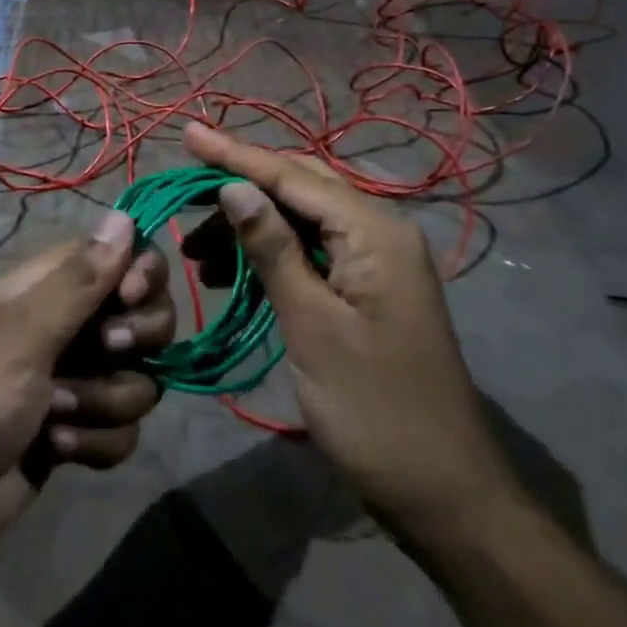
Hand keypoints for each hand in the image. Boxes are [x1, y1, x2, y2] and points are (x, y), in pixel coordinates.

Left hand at [0, 211, 174, 592]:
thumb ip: (78, 283)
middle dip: (136, 339)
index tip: (131, 297)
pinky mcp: (71, 438)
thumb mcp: (19, 338)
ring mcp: (69, 385)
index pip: (116, 255)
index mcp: (43, 291)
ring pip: (137, 379)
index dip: (140, 271)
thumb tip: (124, 215)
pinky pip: (120, 431)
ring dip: (106, 401)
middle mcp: (63, 330)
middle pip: (141, 315)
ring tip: (54, 418)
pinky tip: (55, 453)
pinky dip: (95, 444)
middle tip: (103, 351)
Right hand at [182, 124, 520, 550]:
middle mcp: (380, 231)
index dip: (235, 154)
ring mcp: (377, 261)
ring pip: (302, 220)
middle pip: (299, 188)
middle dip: (239, 186)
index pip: (292, 176)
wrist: (444, 494)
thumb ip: (273, 249)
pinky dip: (271, 255)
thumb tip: (234, 186)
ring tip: (195, 253)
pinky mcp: (369, 289)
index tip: (188, 132)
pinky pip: (312, 252)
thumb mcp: (312, 325)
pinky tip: (232, 273)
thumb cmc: (373, 409)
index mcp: (374, 231)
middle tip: (183, 192)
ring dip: (250, 227)